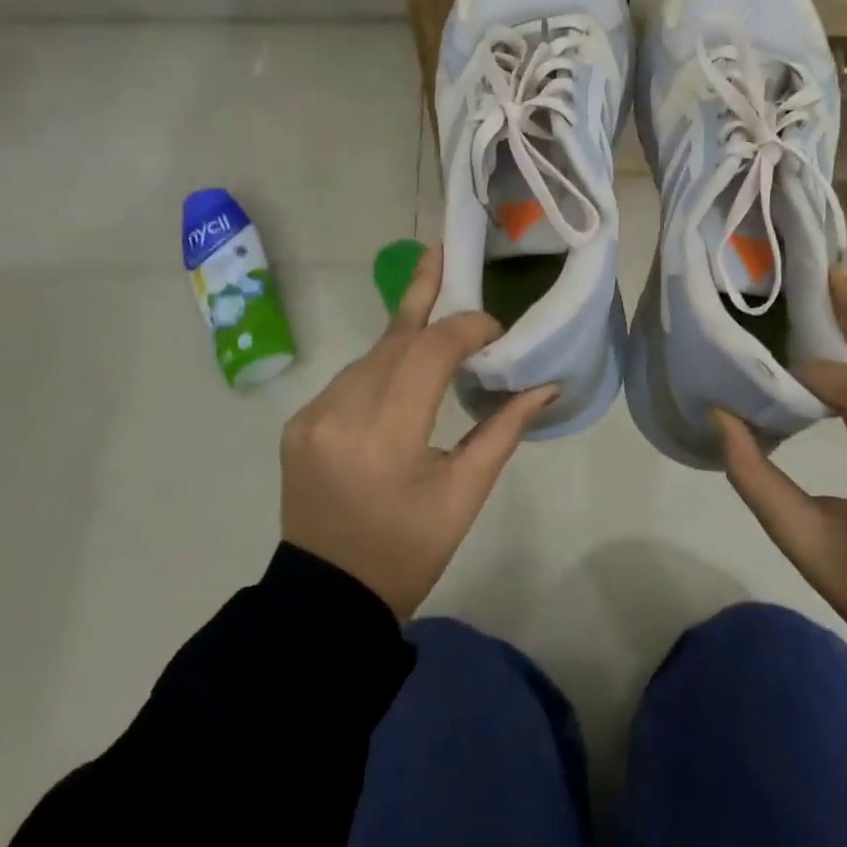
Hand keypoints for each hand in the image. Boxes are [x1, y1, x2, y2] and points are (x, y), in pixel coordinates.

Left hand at [280, 246, 557, 618]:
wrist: (327, 597)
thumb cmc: (408, 550)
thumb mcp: (465, 495)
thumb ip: (504, 430)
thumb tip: (546, 384)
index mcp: (387, 435)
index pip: (429, 353)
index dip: (465, 327)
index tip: (495, 330)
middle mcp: (341, 412)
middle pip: (394, 339)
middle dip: (427, 298)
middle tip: (446, 250)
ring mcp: (313, 415)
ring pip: (370, 354)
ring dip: (406, 337)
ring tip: (438, 315)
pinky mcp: (299, 423)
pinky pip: (349, 377)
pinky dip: (381, 365)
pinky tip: (402, 369)